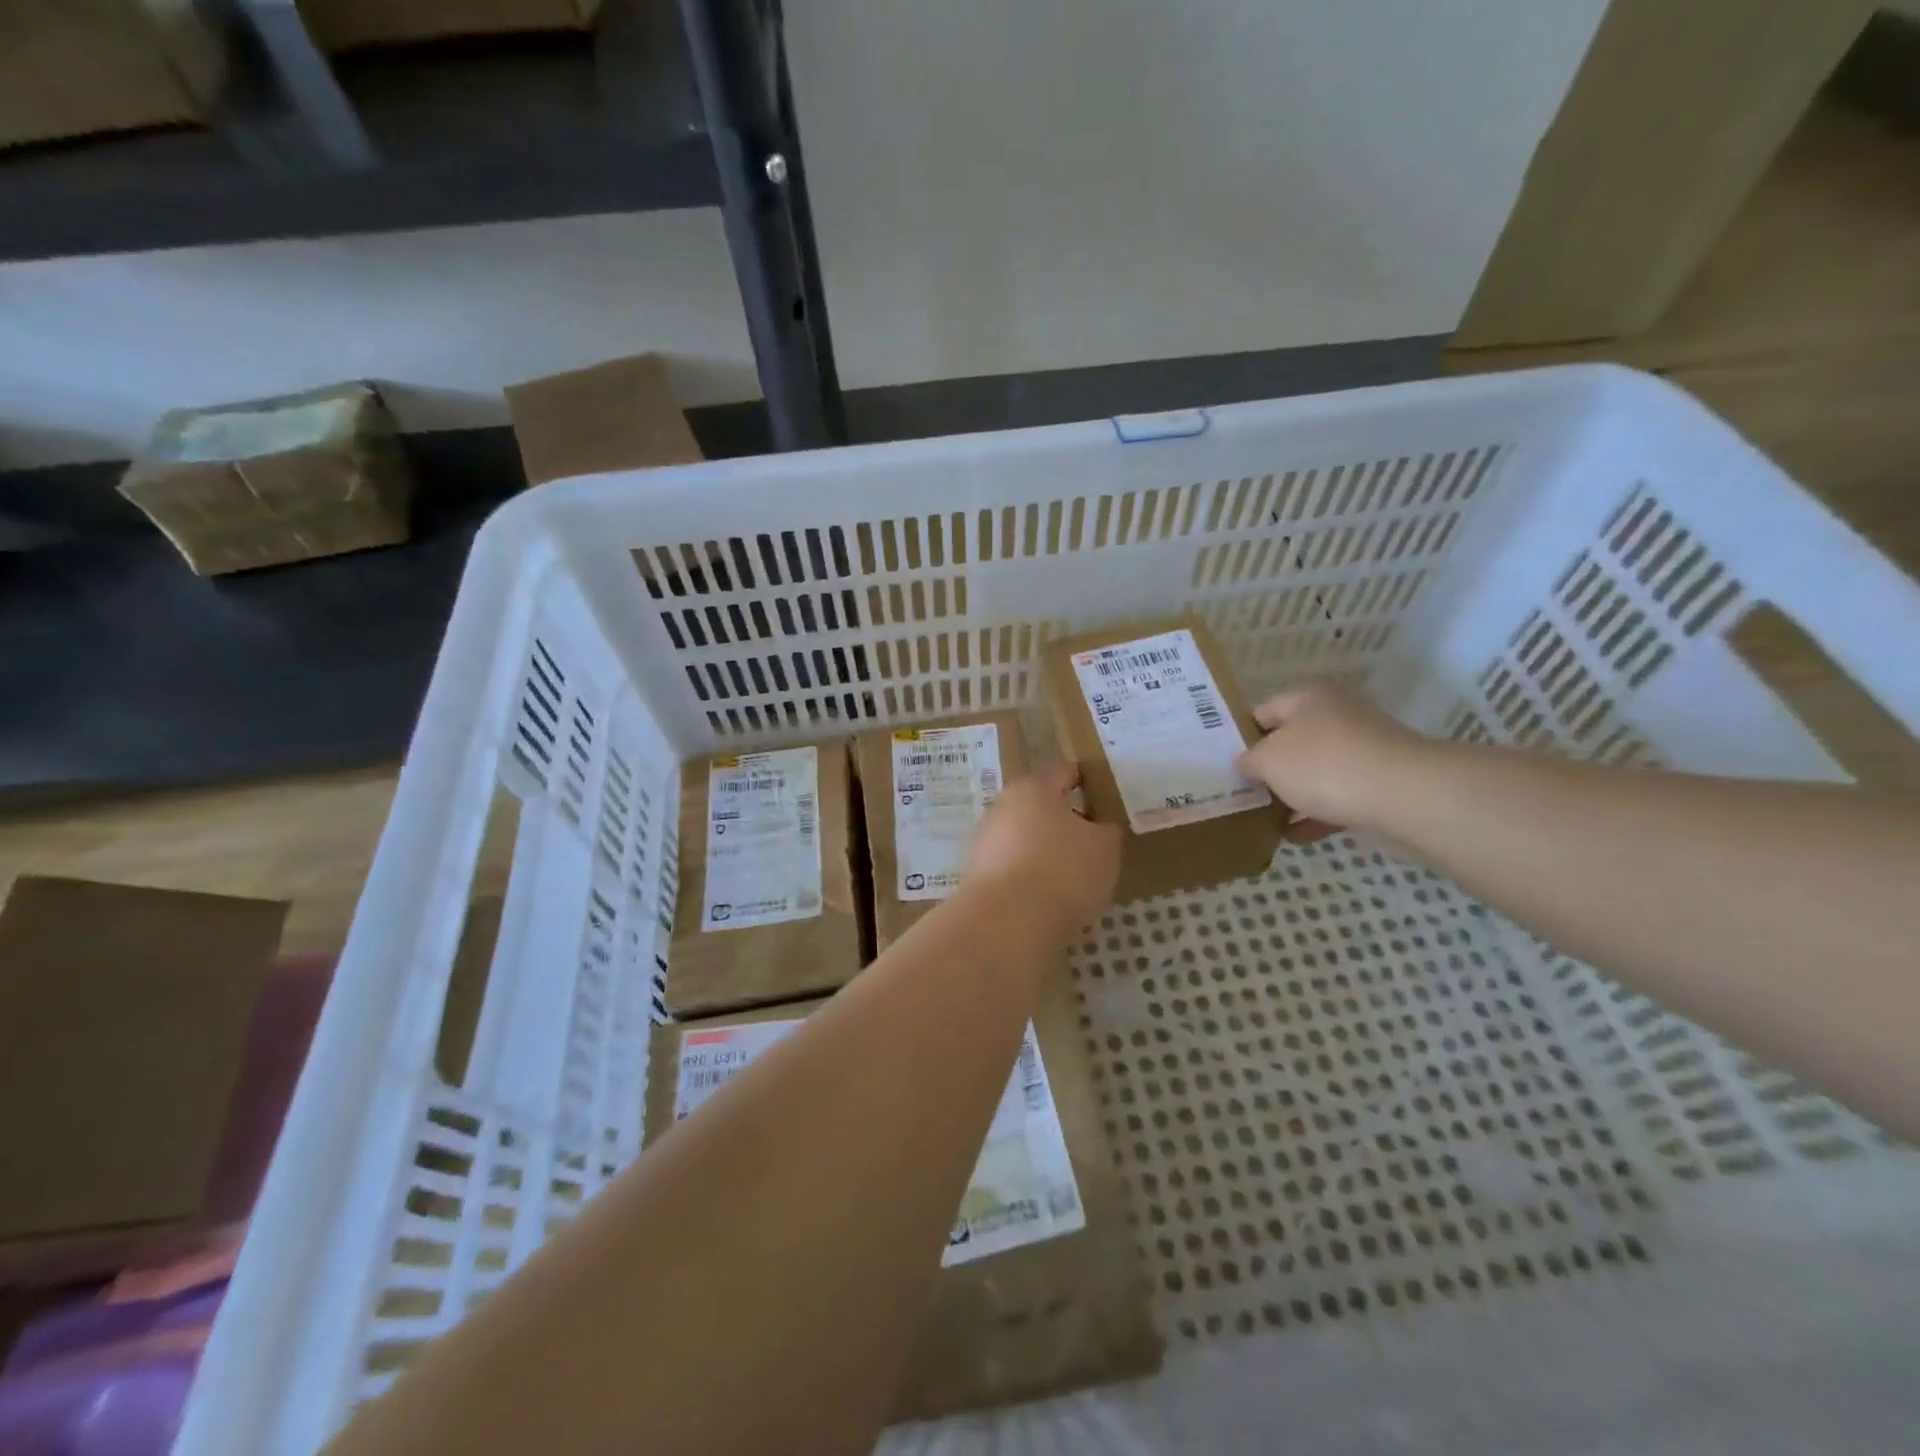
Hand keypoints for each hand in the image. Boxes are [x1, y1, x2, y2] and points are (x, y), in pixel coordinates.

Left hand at [964, 763, 1120, 933]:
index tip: (1102, 796)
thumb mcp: (1104, 848)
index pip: (1064, 773)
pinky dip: (1030, 878)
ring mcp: (985, 841)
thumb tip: (1098, 828)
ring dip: (1046, 852)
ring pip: (1024, 839)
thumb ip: (1106, 831)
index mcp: (1034, 788)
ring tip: (1074, 877)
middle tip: (1092, 843)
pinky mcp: (977, 875)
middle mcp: (1003, 807)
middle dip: (1065, 822)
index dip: (1086, 782)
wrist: (1007, 921)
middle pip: (1040, 807)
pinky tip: (1049, 899)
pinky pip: (1013, 869)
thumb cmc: (1063, 870)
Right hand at [1236, 684, 1428, 837]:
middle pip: (1291, 743)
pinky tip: (1293, 837)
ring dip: (1291, 795)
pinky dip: (1315, 816)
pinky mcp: (1378, 785)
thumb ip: (1249, 760)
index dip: (1241, 735)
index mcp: (1309, 700)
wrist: (1403, 796)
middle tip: (1240, 792)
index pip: (1264, 712)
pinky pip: (1337, 799)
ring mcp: (1362, 752)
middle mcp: (1338, 718)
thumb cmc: (1324, 765)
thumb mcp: (1268, 760)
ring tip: (1262, 818)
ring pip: (1315, 773)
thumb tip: (1246, 763)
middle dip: (1268, 769)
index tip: (1223, 761)